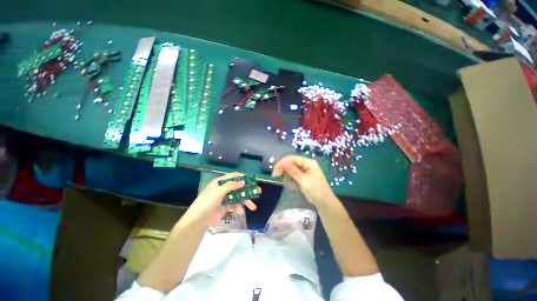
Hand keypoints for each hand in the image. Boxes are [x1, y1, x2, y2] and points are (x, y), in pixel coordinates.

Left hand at [182, 173, 258, 228]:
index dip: (243, 177)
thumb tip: (243, 181)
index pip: (234, 176)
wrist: (197, 222)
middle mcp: (224, 189)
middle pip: (239, 187)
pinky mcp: (226, 207)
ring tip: (253, 207)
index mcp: (220, 182)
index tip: (252, 180)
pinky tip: (241, 213)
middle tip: (258, 192)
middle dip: (248, 190)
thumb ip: (231, 186)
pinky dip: (239, 208)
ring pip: (239, 197)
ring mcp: (225, 198)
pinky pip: (235, 205)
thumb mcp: (218, 192)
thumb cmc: (206, 203)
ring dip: (246, 201)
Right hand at [272, 155, 335, 207]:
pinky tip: (296, 187)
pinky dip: (292, 181)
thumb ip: (293, 171)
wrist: (325, 203)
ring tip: (293, 186)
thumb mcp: (304, 181)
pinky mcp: (303, 177)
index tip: (274, 169)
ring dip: (288, 177)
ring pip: (291, 170)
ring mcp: (305, 171)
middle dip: (283, 170)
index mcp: (309, 163)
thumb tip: (282, 163)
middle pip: (291, 163)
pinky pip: (293, 176)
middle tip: (275, 175)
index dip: (282, 162)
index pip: (292, 158)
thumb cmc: (316, 191)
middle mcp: (306, 165)